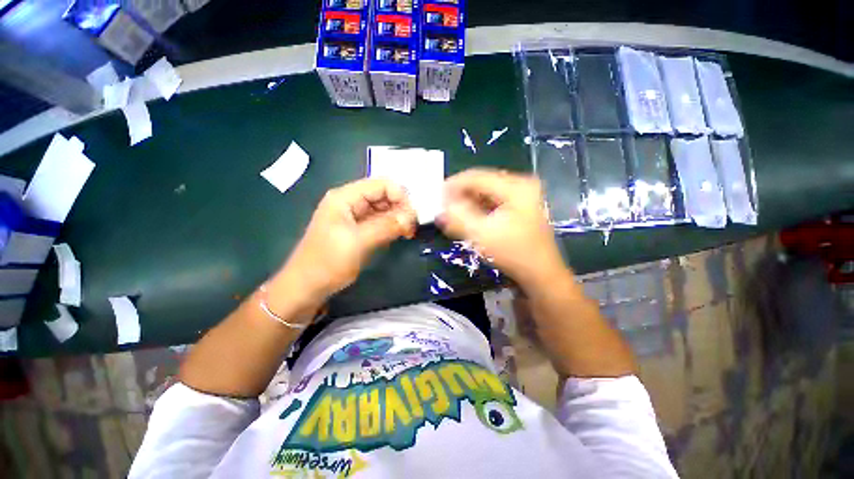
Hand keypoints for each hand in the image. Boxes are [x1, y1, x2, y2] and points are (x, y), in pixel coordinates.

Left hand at [271, 178, 416, 304]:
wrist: (307, 286)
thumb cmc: (328, 262)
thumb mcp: (358, 242)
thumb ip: (386, 226)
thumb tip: (411, 216)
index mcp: (345, 197)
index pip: (381, 184)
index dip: (400, 196)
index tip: (412, 216)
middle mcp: (351, 202)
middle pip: (384, 195)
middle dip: (401, 208)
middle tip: (412, 228)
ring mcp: (355, 216)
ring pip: (384, 209)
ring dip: (398, 218)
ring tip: (407, 233)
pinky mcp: (359, 229)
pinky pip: (380, 222)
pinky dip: (391, 227)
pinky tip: (399, 236)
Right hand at [438, 169, 569, 289]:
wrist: (540, 274)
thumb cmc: (514, 253)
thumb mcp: (482, 235)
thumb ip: (458, 218)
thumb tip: (441, 208)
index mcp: (516, 186)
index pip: (477, 177)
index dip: (454, 185)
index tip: (437, 197)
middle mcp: (520, 185)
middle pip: (482, 183)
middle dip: (460, 195)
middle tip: (444, 207)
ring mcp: (522, 195)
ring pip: (486, 192)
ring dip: (468, 202)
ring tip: (452, 213)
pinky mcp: (519, 206)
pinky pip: (492, 201)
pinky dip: (478, 208)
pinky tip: (467, 218)